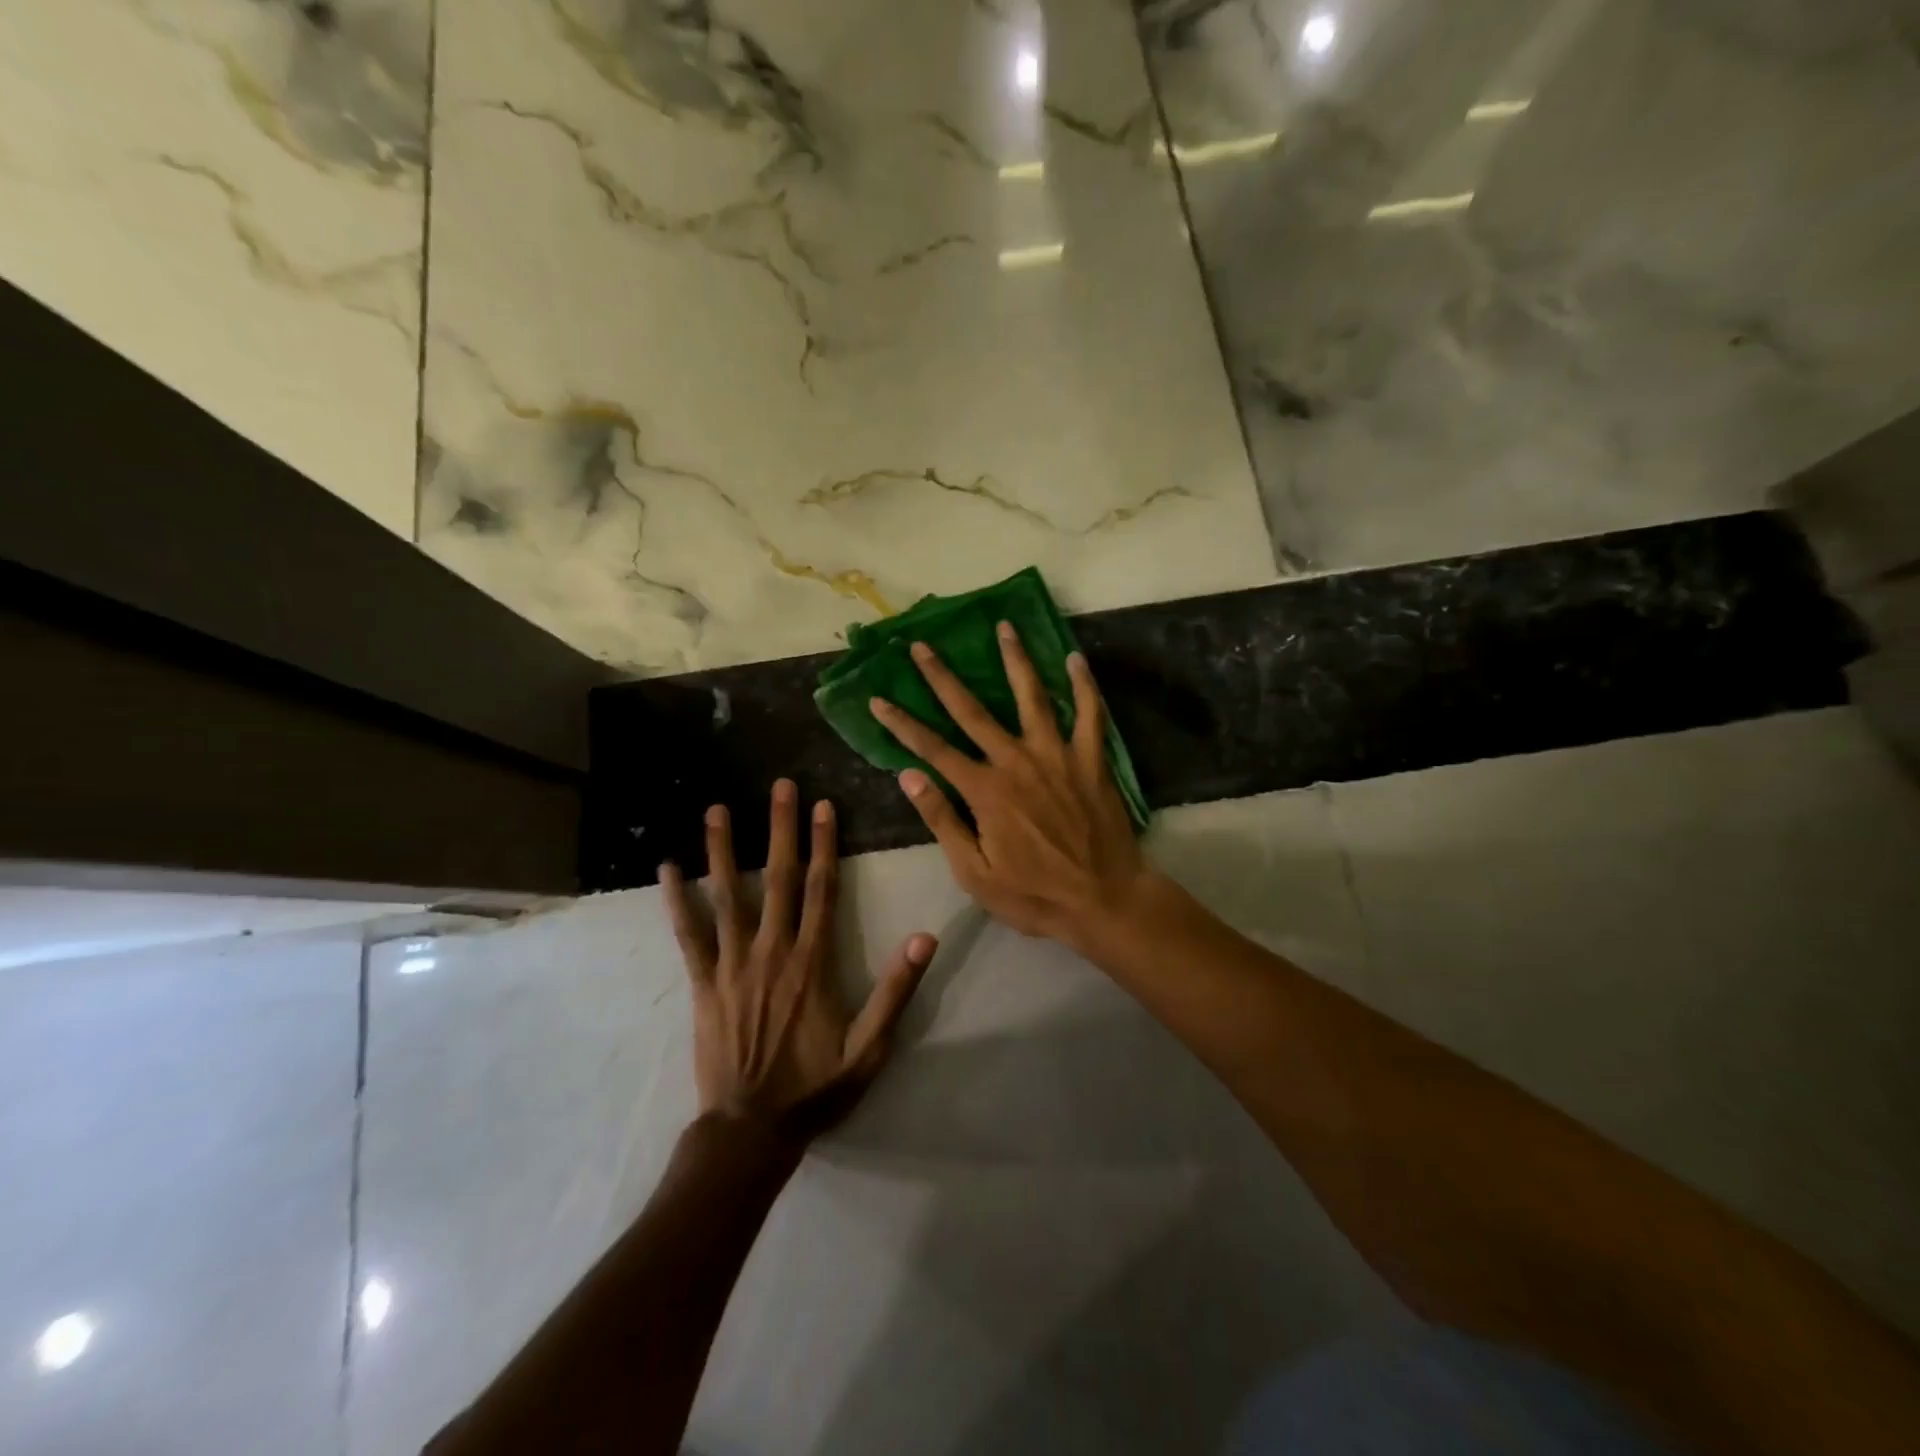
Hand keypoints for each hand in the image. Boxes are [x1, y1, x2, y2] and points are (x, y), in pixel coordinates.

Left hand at [659, 780, 935, 1138]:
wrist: (750, 1130)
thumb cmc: (815, 1088)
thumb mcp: (870, 1048)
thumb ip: (896, 991)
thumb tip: (924, 937)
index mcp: (812, 962)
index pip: (821, 889)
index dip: (824, 845)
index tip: (824, 806)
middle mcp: (772, 951)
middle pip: (778, 878)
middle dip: (781, 829)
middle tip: (780, 786)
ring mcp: (731, 965)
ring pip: (728, 896)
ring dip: (724, 850)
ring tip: (718, 809)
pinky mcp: (702, 983)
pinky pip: (687, 935)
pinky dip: (677, 900)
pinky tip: (667, 868)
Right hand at [869, 623, 1150, 948]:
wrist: (1103, 900)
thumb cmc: (1034, 894)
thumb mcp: (974, 872)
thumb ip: (942, 820)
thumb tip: (908, 776)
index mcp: (985, 790)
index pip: (932, 749)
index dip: (902, 724)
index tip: (878, 699)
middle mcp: (1016, 762)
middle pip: (973, 711)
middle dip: (943, 677)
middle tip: (922, 646)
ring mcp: (1057, 756)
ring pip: (1032, 697)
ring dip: (1015, 660)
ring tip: (1004, 627)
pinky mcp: (1091, 760)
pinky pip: (1088, 714)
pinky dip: (1083, 685)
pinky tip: (1075, 659)